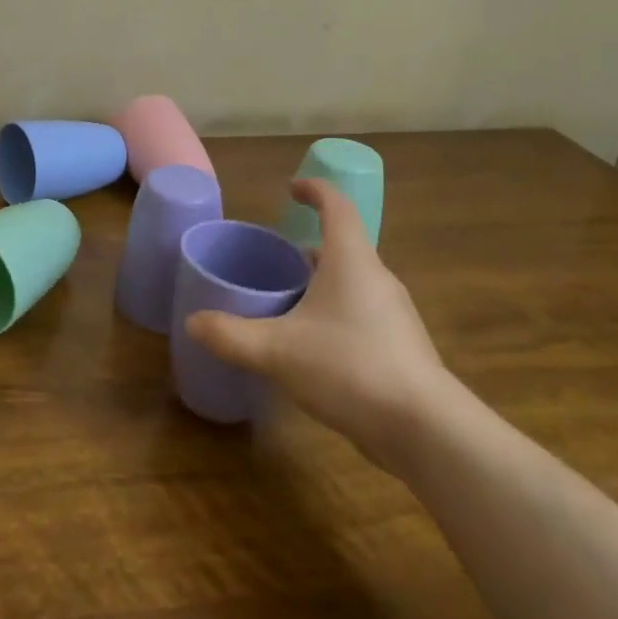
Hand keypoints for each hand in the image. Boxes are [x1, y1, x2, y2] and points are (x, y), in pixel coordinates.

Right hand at [184, 178, 455, 472]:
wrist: (425, 430)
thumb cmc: (349, 368)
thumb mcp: (277, 350)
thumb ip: (230, 335)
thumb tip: (192, 322)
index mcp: (351, 261)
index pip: (337, 207)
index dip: (315, 190)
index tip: (291, 188)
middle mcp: (377, 279)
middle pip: (343, 247)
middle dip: (307, 248)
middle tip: (274, 259)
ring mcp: (393, 315)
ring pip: (352, 283)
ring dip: (321, 283)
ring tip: (286, 301)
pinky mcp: (399, 347)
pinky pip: (360, 314)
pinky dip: (334, 314)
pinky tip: (311, 346)